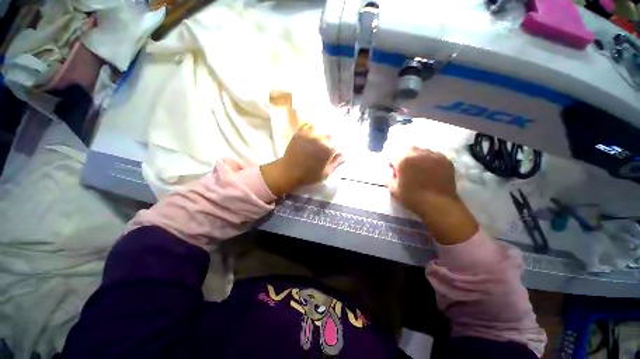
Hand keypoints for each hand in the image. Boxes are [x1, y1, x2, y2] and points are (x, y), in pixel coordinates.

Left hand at [261, 124, 342, 196]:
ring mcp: (309, 135)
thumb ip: (336, 163)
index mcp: (328, 149)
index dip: (336, 150)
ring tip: (319, 141)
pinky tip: (312, 132)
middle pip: (330, 137)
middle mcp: (320, 139)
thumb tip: (343, 156)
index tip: (334, 154)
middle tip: (325, 149)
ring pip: (320, 130)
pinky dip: (312, 127)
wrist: (288, 172)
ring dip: (321, 135)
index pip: (338, 145)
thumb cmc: (308, 176)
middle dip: (329, 143)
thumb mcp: (326, 173)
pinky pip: (308, 125)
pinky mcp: (300, 133)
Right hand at [388, 147, 477, 244]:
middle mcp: (418, 154)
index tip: (394, 170)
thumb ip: (388, 178)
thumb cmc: (412, 198)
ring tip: (419, 167)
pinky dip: (429, 159)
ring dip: (417, 156)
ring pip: (421, 150)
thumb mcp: (393, 190)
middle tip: (406, 167)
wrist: (439, 205)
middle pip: (408, 149)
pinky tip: (430, 168)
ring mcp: (433, 156)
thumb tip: (390, 171)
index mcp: (403, 161)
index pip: (394, 156)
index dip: (392, 163)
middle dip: (404, 156)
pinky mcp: (445, 160)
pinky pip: (434, 154)